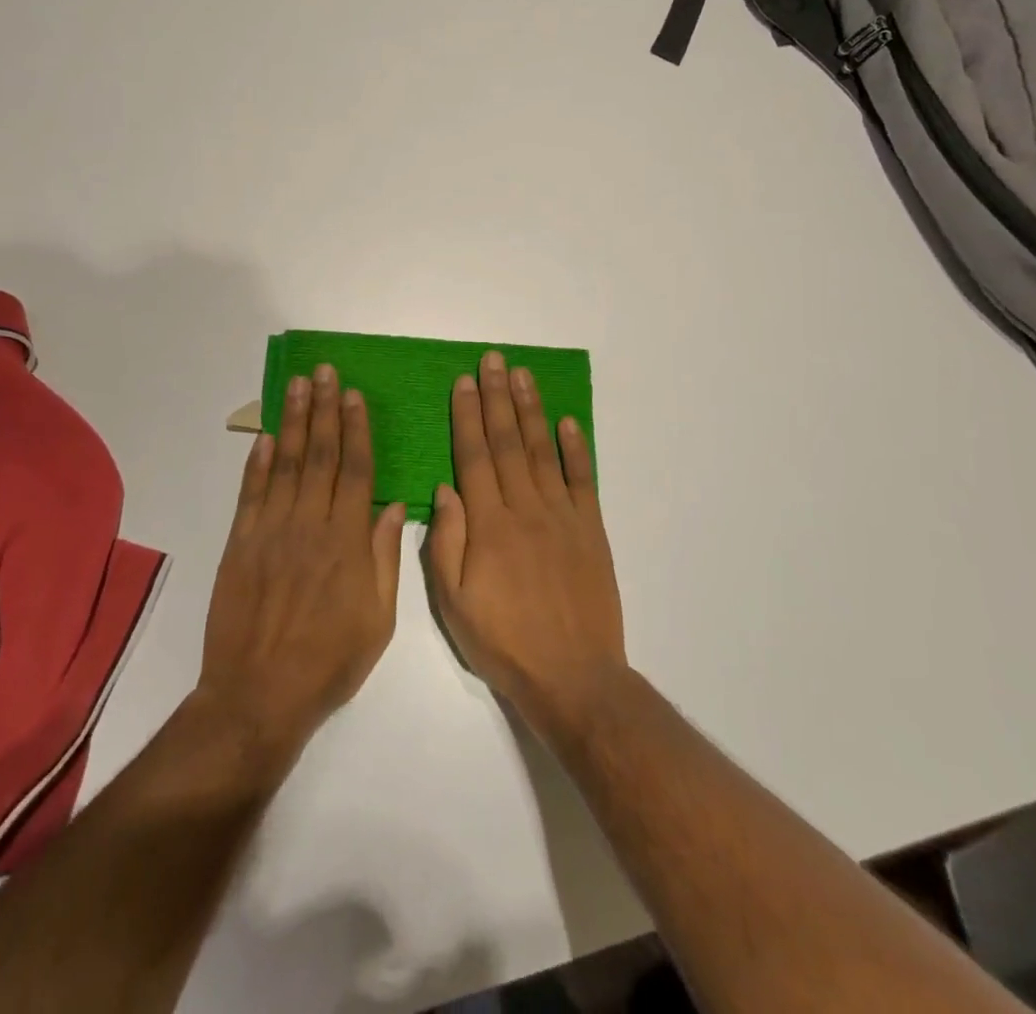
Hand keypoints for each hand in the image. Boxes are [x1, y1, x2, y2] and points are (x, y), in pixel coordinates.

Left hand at [197, 365, 405, 765]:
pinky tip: (267, 436)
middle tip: (324, 372)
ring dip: (294, 422)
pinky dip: (258, 462)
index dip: (356, 429)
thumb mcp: (379, 618)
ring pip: (286, 464)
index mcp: (348, 541)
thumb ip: (386, 556)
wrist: (259, 696)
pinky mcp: (240, 544)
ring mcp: (271, 531)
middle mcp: (310, 525)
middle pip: (321, 455)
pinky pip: (251, 493)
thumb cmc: (329, 660)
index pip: (355, 470)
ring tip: (297, 385)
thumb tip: (395, 504)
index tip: (354, 395)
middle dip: (324, 409)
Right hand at [428, 350, 627, 738]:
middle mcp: (526, 508)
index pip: (474, 457)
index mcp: (489, 525)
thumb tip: (443, 488)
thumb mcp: (454, 604)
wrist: (573, 676)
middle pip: (507, 442)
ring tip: (522, 375)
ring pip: (542, 451)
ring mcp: (563, 515)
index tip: (464, 382)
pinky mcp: (591, 528)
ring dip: (531, 410)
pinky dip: (576, 447)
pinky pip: (583, 479)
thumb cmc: (504, 642)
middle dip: (497, 397)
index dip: (468, 416)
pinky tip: (567, 421)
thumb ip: (445, 543)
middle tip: (493, 360)